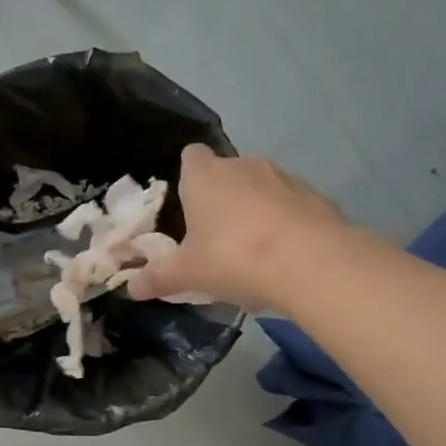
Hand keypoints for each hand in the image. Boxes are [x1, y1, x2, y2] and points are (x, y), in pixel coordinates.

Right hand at [126, 144, 345, 309]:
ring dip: (255, 211)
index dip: (187, 177)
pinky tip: (285, 257)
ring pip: (261, 188)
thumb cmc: (235, 257)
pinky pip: (291, 205)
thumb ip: (158, 278)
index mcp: (206, 175)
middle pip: (226, 173)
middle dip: (221, 199)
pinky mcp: (315, 195)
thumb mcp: (188, 274)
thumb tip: (131, 288)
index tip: (187, 205)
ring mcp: (284, 177)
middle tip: (216, 238)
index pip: (190, 156)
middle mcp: (244, 165)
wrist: (311, 262)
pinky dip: (286, 223)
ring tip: (253, 253)